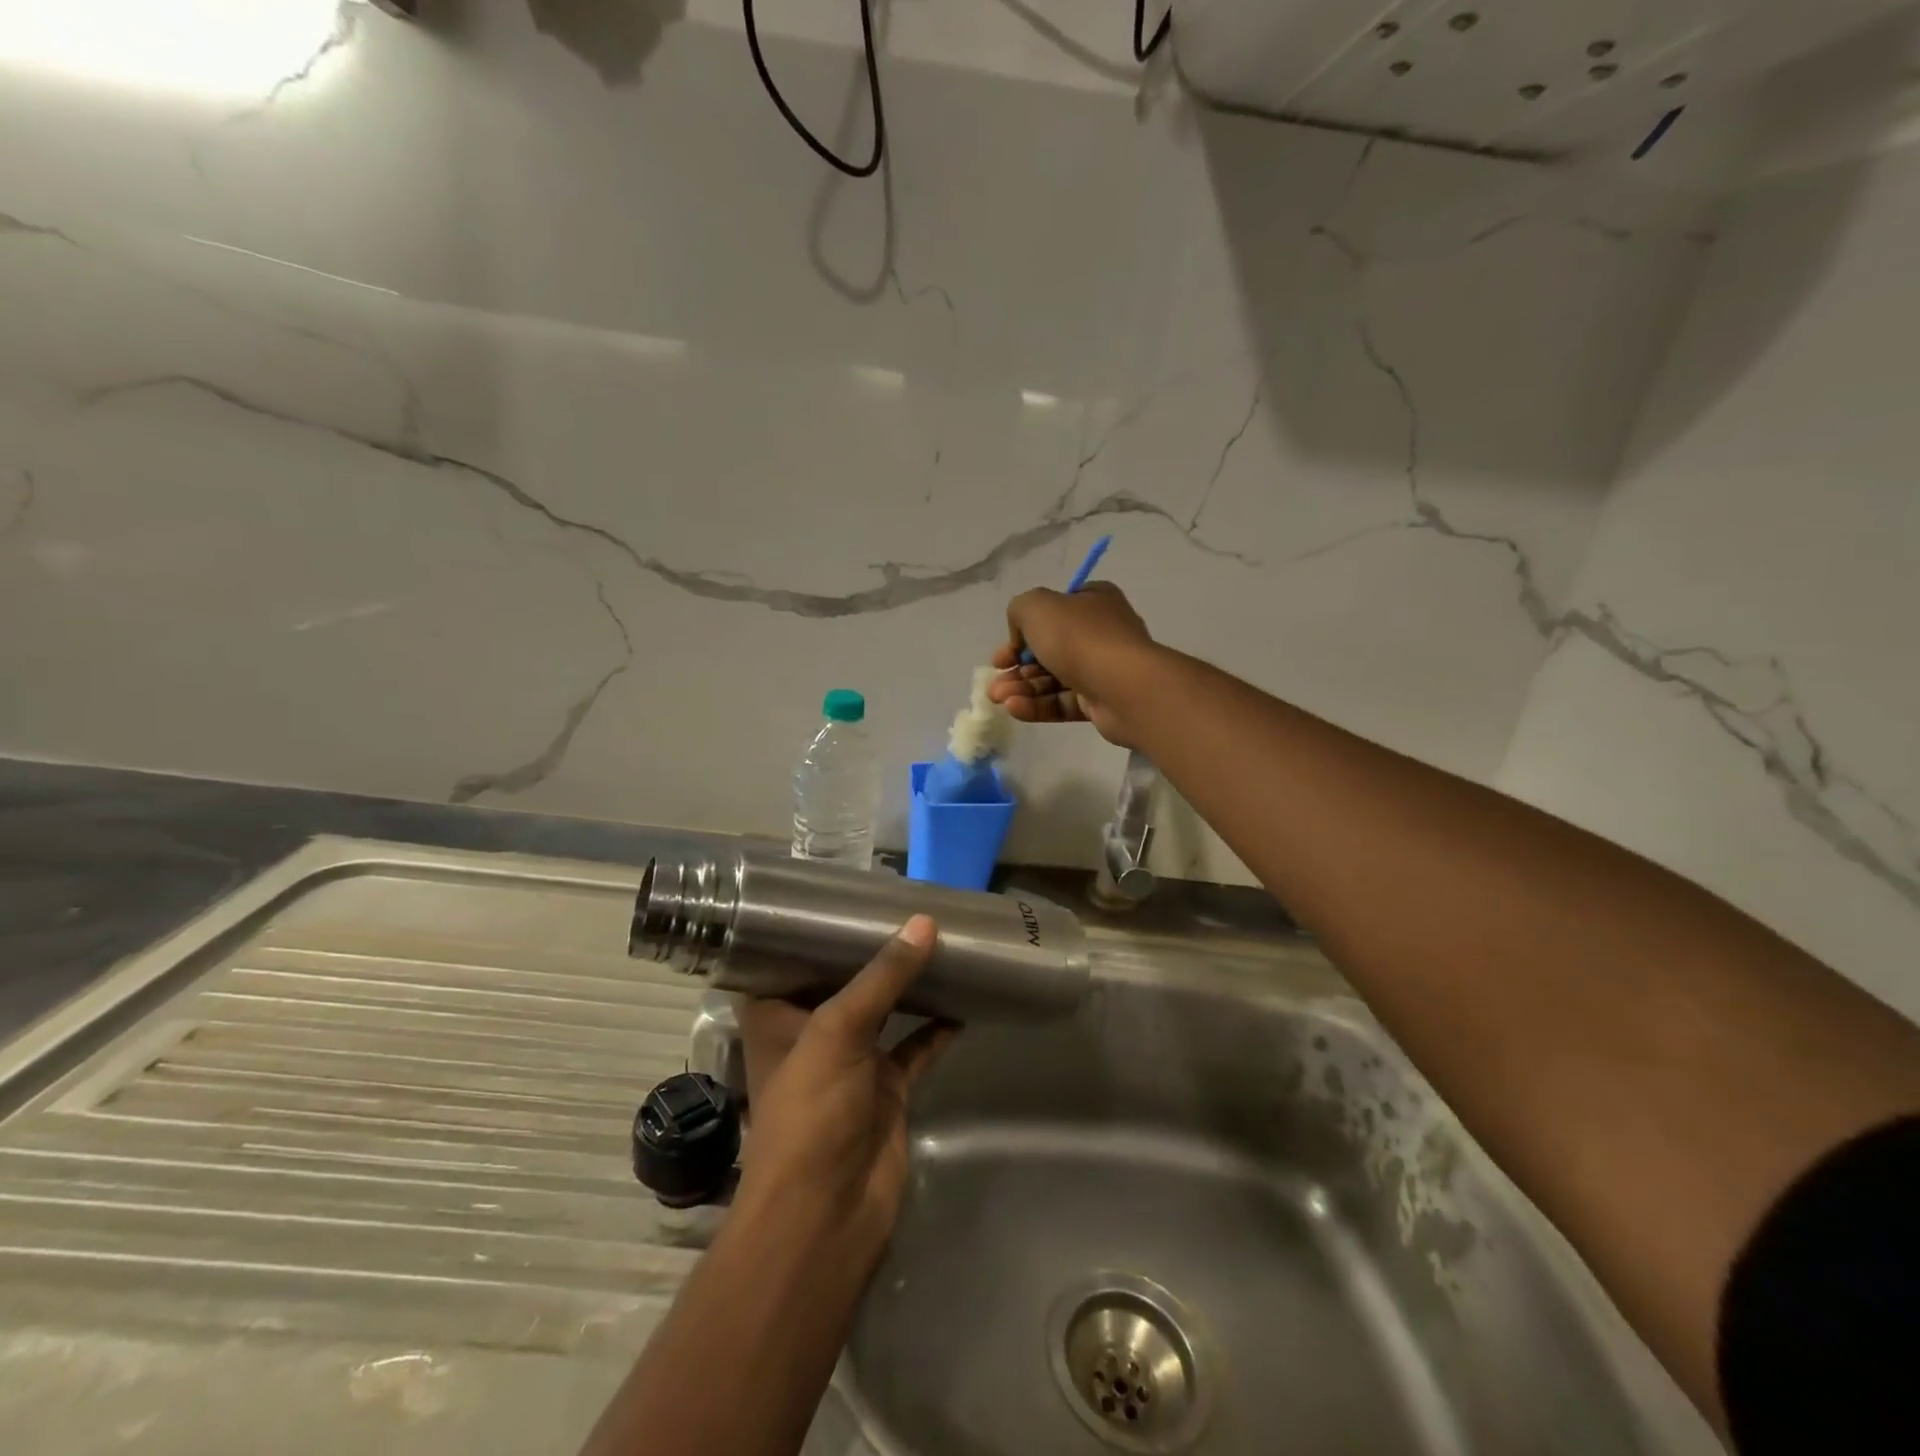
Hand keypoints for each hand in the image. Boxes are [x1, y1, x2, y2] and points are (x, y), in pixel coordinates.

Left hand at [733, 916, 955, 1265]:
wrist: (828, 1216)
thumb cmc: (810, 1112)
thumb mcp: (838, 1030)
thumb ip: (882, 976)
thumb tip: (924, 922)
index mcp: (777, 1017)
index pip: (789, 959)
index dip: (812, 929)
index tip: (846, 895)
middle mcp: (811, 1034)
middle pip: (843, 980)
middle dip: (872, 951)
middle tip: (907, 908)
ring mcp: (852, 1062)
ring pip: (884, 1009)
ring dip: (908, 983)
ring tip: (940, 940)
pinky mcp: (887, 1088)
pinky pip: (916, 1046)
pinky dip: (937, 1026)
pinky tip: (964, 998)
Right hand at [988, 581, 1155, 745]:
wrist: (1124, 686)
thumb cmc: (1079, 638)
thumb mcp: (1036, 606)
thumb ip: (1019, 611)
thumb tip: (1022, 638)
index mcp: (1092, 602)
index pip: (1053, 612)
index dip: (1022, 632)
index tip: (1002, 653)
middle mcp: (1100, 632)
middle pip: (1049, 650)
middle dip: (1017, 667)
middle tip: (995, 681)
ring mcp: (1102, 670)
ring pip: (1053, 679)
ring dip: (1022, 688)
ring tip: (998, 698)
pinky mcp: (1100, 703)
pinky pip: (1063, 703)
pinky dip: (1038, 706)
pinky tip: (1015, 709)